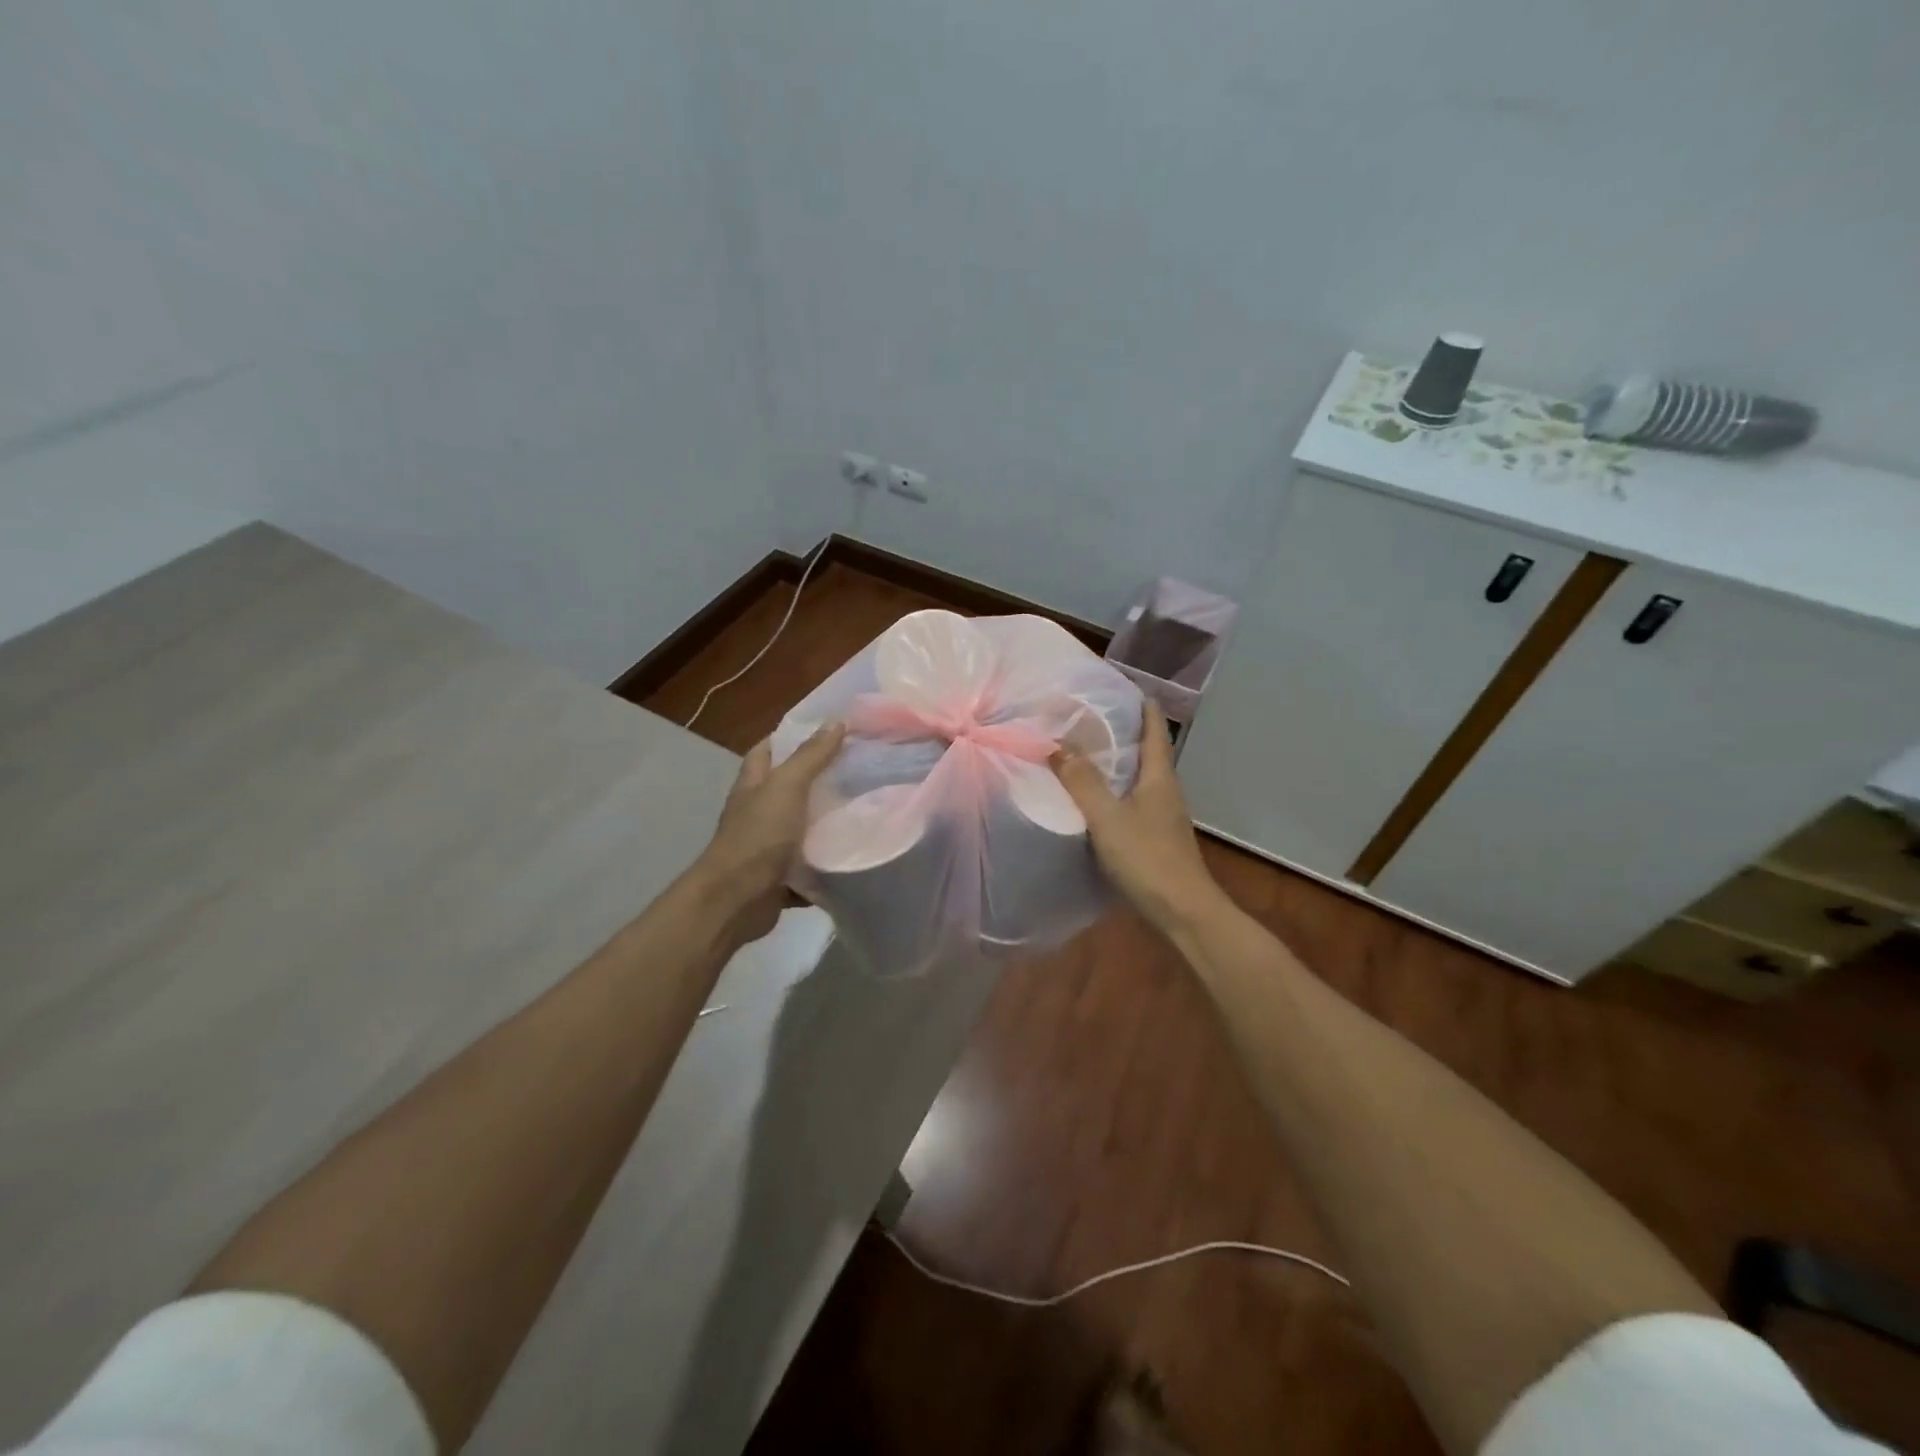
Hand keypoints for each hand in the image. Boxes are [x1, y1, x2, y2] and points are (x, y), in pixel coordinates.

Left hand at [696, 724, 844, 942]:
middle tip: (859, 767)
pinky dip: (828, 861)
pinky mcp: (781, 876)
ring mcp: (767, 846)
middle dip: (819, 778)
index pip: (767, 749)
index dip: (791, 736)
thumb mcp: (786, 787)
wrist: (736, 901)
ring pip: (802, 826)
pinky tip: (857, 852)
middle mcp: (757, 812)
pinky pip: (810, 864)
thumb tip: (836, 721)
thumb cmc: (758, 836)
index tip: (828, 730)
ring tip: (867, 806)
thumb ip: (811, 756)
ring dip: (827, 821)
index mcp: (753, 785)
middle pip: (789, 787)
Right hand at [1050, 701, 1223, 935]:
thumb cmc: (1147, 858)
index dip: (1140, 703)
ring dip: (1115, 761)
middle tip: (1085, 716)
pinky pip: (1132, 801)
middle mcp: (1165, 789)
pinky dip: (1113, 790)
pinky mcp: (1155, 837)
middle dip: (1120, 730)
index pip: (1154, 727)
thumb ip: (1081, 781)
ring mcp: (1162, 815)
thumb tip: (1056, 744)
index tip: (1115, 685)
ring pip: (1138, 777)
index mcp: (1159, 776)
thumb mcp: (1107, 817)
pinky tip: (1092, 799)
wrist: (1183, 912)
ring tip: (1082, 752)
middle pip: (1146, 750)